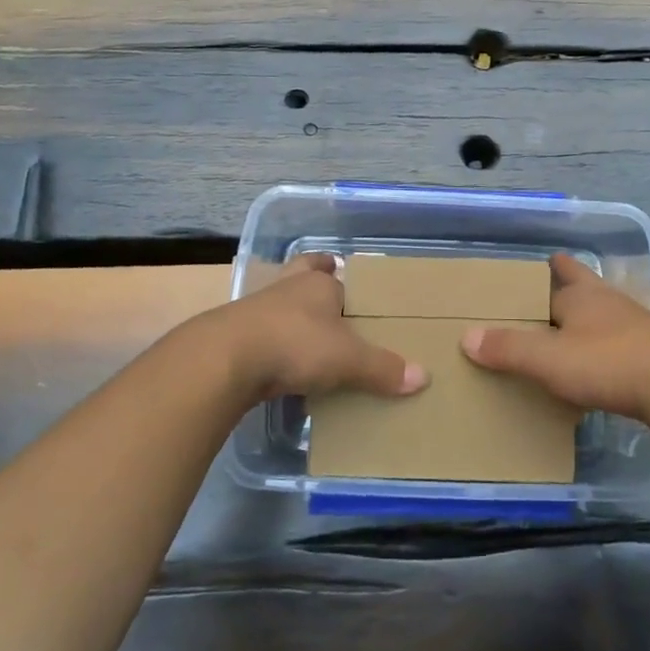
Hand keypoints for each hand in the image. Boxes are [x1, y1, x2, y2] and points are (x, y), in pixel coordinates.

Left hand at [204, 253, 430, 405]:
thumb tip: (424, 377)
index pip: (336, 275)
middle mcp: (288, 288)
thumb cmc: (295, 344)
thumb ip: (383, 368)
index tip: (353, 289)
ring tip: (306, 332)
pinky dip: (273, 343)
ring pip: (279, 302)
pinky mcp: (235, 335)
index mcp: (318, 284)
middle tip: (327, 290)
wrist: (225, 360)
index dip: (344, 281)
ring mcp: (257, 310)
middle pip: (302, 273)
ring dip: (291, 313)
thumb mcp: (348, 359)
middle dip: (313, 278)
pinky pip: (262, 334)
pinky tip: (280, 363)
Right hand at [462, 253, 649, 421]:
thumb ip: (508, 349)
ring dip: (585, 322)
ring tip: (564, 338)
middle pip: (583, 286)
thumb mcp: (547, 359)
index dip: (546, 269)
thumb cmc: (606, 362)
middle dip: (566, 290)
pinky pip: (619, 343)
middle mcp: (607, 301)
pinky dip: (604, 349)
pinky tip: (596, 368)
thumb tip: (467, 337)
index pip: (560, 271)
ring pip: (602, 315)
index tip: (532, 269)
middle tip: (542, 302)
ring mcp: (634, 325)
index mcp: (581, 294)